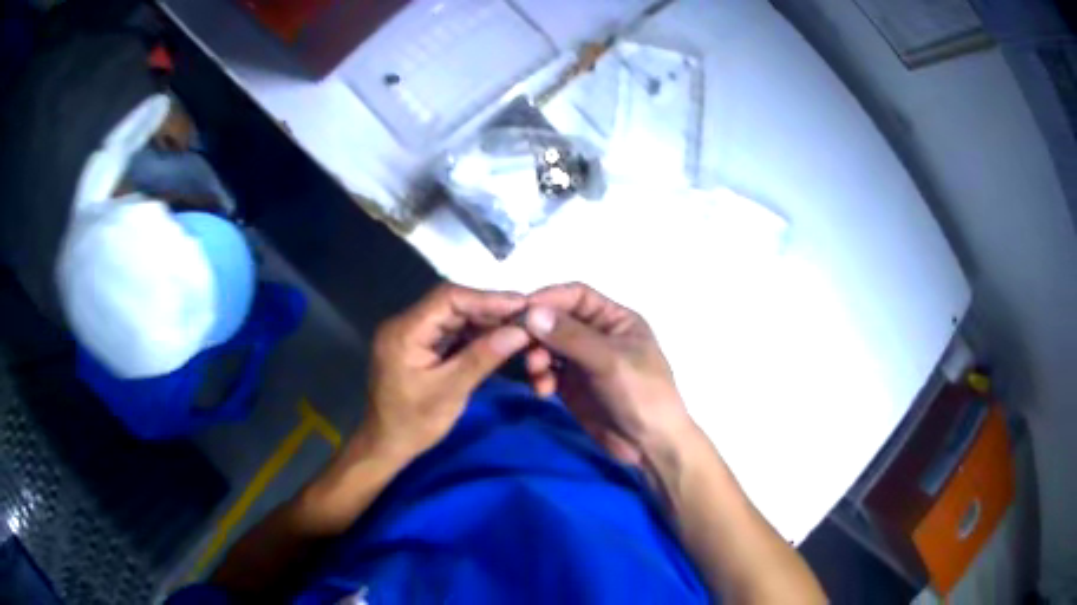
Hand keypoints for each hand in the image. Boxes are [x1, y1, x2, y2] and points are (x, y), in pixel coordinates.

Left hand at [362, 283, 530, 460]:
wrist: (386, 445)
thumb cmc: (413, 424)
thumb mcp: (450, 392)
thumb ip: (483, 357)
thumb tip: (520, 331)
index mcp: (404, 331)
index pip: (448, 298)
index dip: (487, 298)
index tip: (521, 305)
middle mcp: (405, 324)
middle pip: (451, 304)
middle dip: (489, 309)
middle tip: (526, 316)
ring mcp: (412, 334)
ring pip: (453, 316)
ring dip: (485, 320)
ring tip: (518, 326)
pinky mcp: (419, 345)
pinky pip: (450, 331)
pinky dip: (475, 334)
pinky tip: (498, 338)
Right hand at [523, 283, 692, 465]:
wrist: (650, 445)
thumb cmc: (642, 394)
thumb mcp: (609, 361)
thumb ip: (570, 336)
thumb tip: (531, 312)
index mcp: (615, 319)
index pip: (577, 296)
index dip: (549, 299)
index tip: (520, 312)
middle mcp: (597, 335)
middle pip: (556, 320)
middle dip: (537, 331)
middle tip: (517, 345)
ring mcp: (582, 361)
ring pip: (547, 346)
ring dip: (535, 356)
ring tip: (536, 371)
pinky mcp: (571, 386)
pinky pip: (547, 372)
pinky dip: (540, 377)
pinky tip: (542, 391)